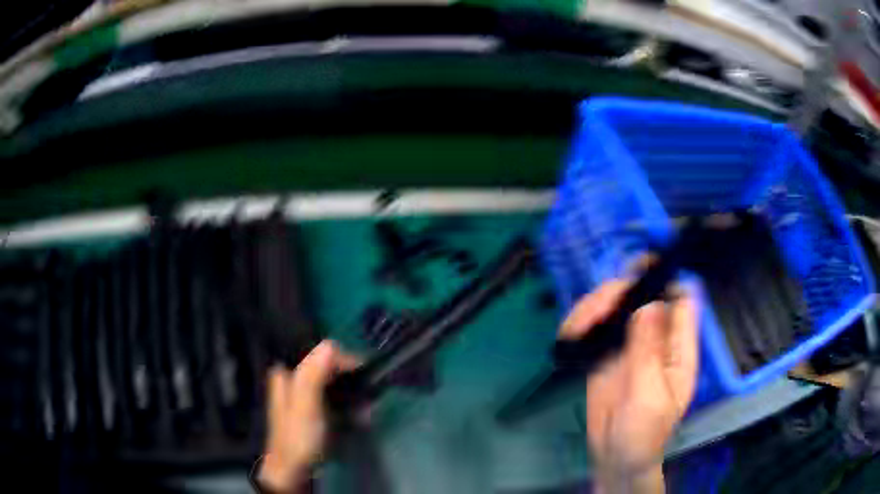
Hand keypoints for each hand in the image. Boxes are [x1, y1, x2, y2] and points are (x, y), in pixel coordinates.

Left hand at [259, 340, 359, 491]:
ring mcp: (306, 396)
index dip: (344, 360)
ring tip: (368, 408)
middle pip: (329, 366)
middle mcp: (296, 379)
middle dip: (351, 378)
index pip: (321, 352)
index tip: (364, 373)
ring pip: (336, 382)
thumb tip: (330, 344)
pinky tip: (362, 415)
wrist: (294, 471)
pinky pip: (338, 398)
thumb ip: (312, 376)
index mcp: (289, 373)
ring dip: (354, 393)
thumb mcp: (305, 406)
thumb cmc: (298, 438)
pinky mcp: (317, 411)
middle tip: (369, 393)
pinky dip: (351, 404)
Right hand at [559, 280, 697, 492]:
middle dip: (618, 293)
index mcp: (677, 348)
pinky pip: (594, 329)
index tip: (639, 269)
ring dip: (594, 307)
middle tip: (597, 310)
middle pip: (640, 296)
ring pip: (614, 308)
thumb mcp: (650, 395)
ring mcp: (629, 346)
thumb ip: (649, 351)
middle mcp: (655, 339)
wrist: (616, 456)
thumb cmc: (643, 433)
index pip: (680, 300)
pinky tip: (570, 334)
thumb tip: (649, 304)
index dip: (664, 279)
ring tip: (578, 327)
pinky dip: (580, 324)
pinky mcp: (605, 355)